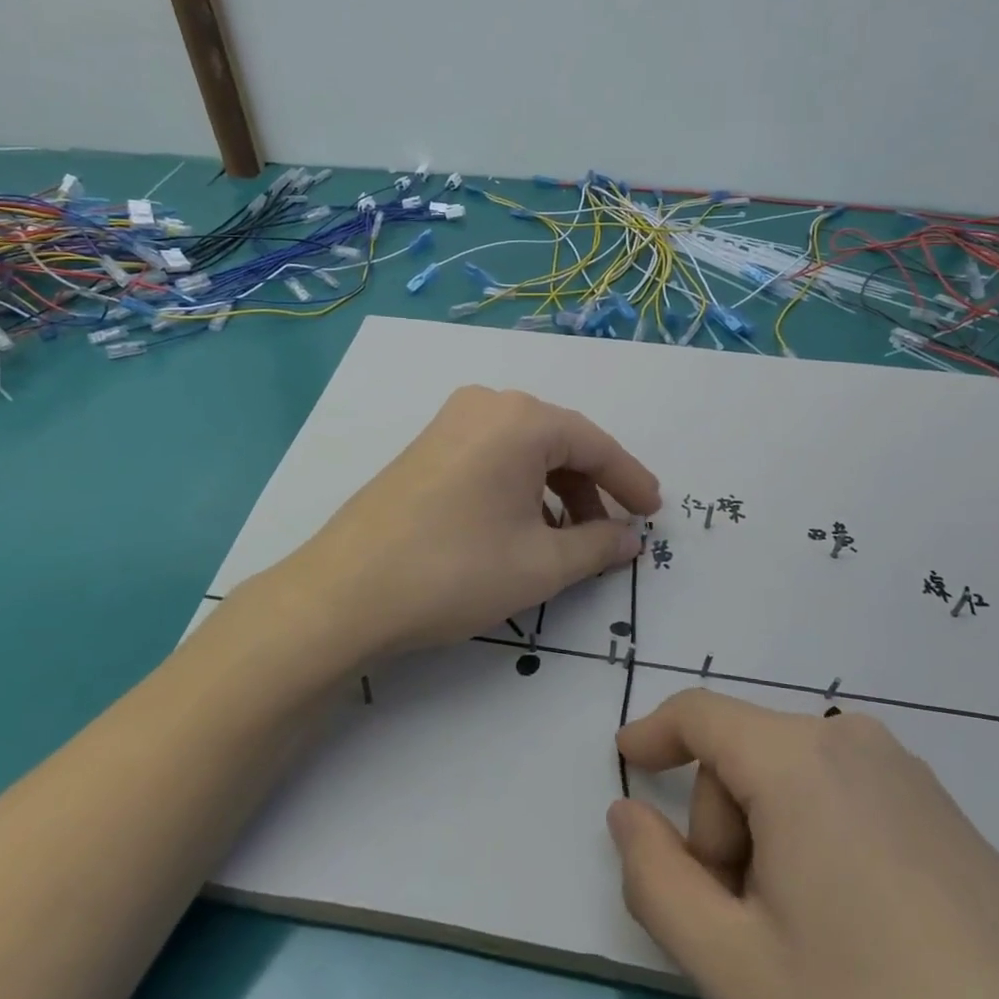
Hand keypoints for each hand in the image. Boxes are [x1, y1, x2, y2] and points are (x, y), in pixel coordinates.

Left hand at [279, 386, 660, 658]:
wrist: (344, 593)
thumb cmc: (455, 571)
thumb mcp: (541, 565)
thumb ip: (598, 545)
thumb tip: (630, 539)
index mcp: (521, 420)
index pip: (595, 444)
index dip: (630, 481)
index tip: (654, 513)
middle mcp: (486, 406)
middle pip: (559, 443)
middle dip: (591, 490)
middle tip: (612, 534)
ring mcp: (450, 422)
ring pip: (525, 451)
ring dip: (555, 492)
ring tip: (567, 541)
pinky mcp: (427, 446)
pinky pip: (492, 457)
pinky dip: (519, 488)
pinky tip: (522, 528)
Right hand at [608, 692, 998, 998]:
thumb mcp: (736, 970)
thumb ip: (657, 881)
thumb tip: (627, 815)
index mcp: (801, 761)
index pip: (702, 715)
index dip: (653, 732)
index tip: (626, 761)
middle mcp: (856, 745)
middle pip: (748, 758)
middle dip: (723, 830)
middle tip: (744, 931)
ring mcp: (913, 779)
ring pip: (797, 782)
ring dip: (770, 842)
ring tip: (803, 945)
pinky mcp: (950, 820)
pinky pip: (850, 801)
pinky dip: (819, 844)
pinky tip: (858, 937)